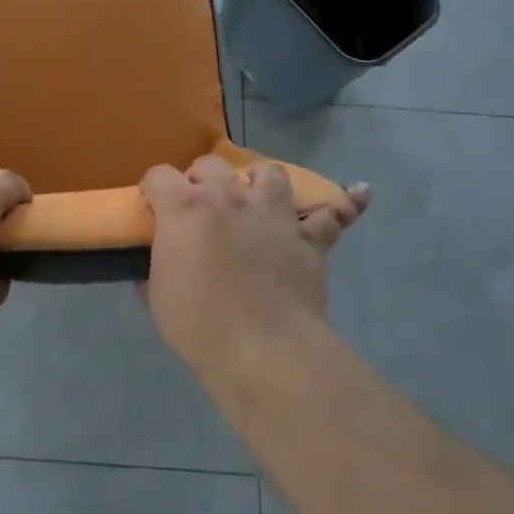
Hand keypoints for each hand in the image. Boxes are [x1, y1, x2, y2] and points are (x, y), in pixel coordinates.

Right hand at [140, 156, 368, 369]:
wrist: (263, 349)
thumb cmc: (198, 323)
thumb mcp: (157, 295)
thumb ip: (154, 268)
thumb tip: (156, 264)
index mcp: (185, 207)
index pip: (159, 175)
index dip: (153, 188)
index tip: (153, 205)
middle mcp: (229, 197)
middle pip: (210, 165)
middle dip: (200, 180)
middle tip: (199, 207)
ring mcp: (273, 214)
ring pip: (270, 174)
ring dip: (259, 182)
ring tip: (256, 199)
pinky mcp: (309, 238)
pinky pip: (335, 213)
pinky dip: (346, 204)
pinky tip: (360, 193)